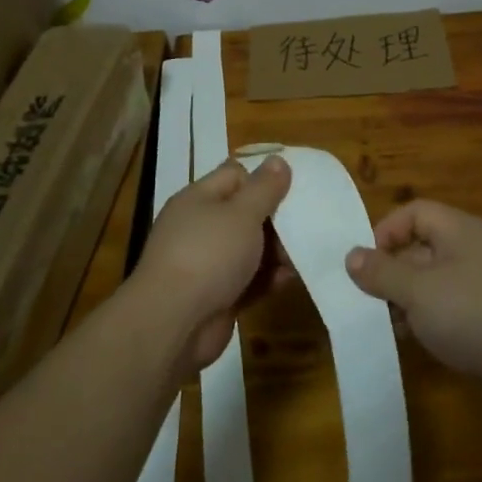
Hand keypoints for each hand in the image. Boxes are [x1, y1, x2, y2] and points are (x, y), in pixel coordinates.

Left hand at [131, 155, 292, 372]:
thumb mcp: (242, 213)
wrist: (174, 322)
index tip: (295, 187)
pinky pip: (248, 281)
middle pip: (244, 213)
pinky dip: (267, 279)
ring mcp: (207, 264)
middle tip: (307, 223)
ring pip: (249, 249)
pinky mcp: (217, 296)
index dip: (263, 178)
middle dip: (276, 219)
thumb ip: (264, 188)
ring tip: (304, 254)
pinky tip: (288, 280)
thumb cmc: (209, 254)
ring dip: (276, 252)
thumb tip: (278, 160)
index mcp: (199, 199)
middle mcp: (200, 227)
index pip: (235, 175)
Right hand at [345, 200, 481, 382]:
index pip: (413, 212)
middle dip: (390, 269)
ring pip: (428, 277)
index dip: (386, 230)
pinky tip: (408, 336)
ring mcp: (477, 280)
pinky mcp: (481, 310)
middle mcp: (468, 248)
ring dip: (403, 296)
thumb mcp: (417, 291)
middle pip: (418, 245)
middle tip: (367, 297)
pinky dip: (423, 313)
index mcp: (457, 229)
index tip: (366, 262)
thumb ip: (382, 272)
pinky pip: (443, 301)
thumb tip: (351, 255)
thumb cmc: (471, 314)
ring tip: (384, 321)